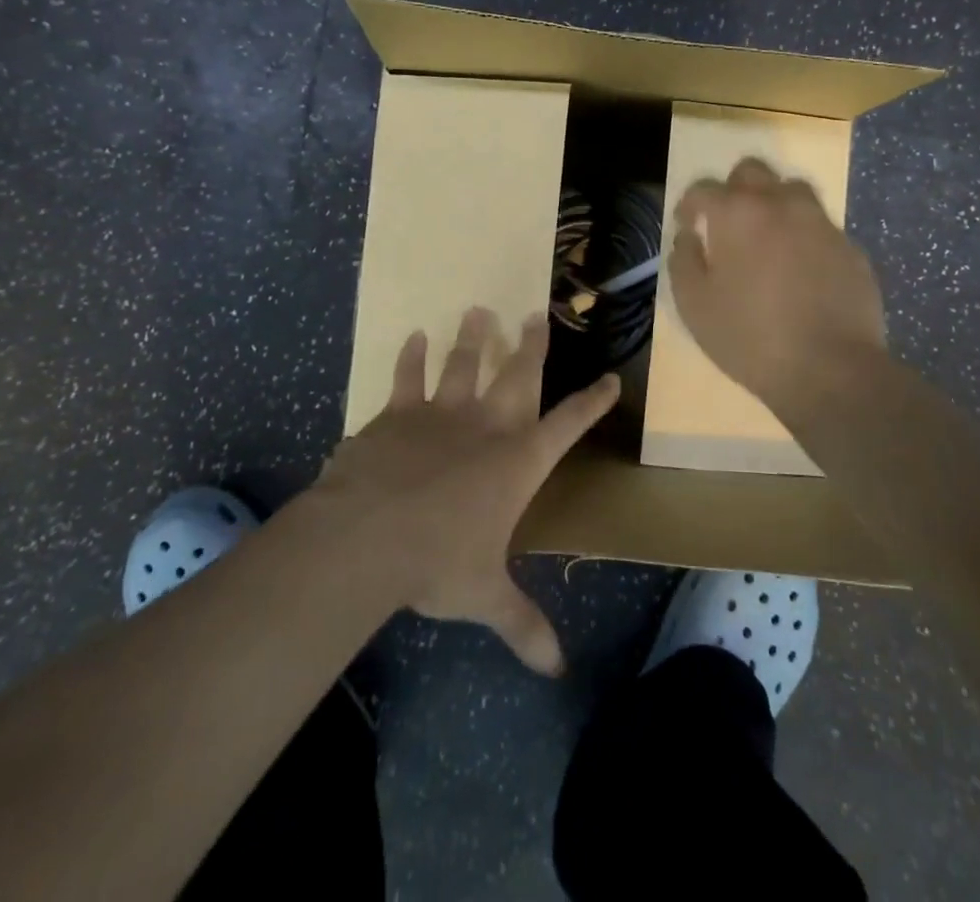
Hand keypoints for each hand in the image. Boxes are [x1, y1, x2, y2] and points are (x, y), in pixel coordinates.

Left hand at [313, 308, 618, 675]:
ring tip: (477, 310)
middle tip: (537, 313)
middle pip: (516, 375)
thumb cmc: (437, 562)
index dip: (592, 403)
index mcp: (517, 462)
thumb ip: (522, 625)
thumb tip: (557, 669)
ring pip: (462, 364)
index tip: (612, 379)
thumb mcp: (485, 597)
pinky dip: (410, 357)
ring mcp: (439, 414)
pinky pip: (406, 377)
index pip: (568, 426)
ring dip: (471, 338)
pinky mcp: (396, 414)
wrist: (367, 536)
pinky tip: (413, 335)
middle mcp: (485, 427)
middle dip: (530, 345)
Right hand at [667, 157, 887, 411]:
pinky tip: (802, 270)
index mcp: (737, 213)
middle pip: (752, 171)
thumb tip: (689, 237)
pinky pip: (821, 227)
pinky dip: (805, 237)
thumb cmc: (749, 337)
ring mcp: (821, 223)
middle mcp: (780, 204)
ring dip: (774, 204)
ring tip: (767, 238)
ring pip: (793, 191)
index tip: (687, 224)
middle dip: (733, 189)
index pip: (704, 188)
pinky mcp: (851, 247)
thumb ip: (683, 261)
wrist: (830, 369)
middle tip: (728, 222)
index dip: (690, 204)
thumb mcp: (694, 306)